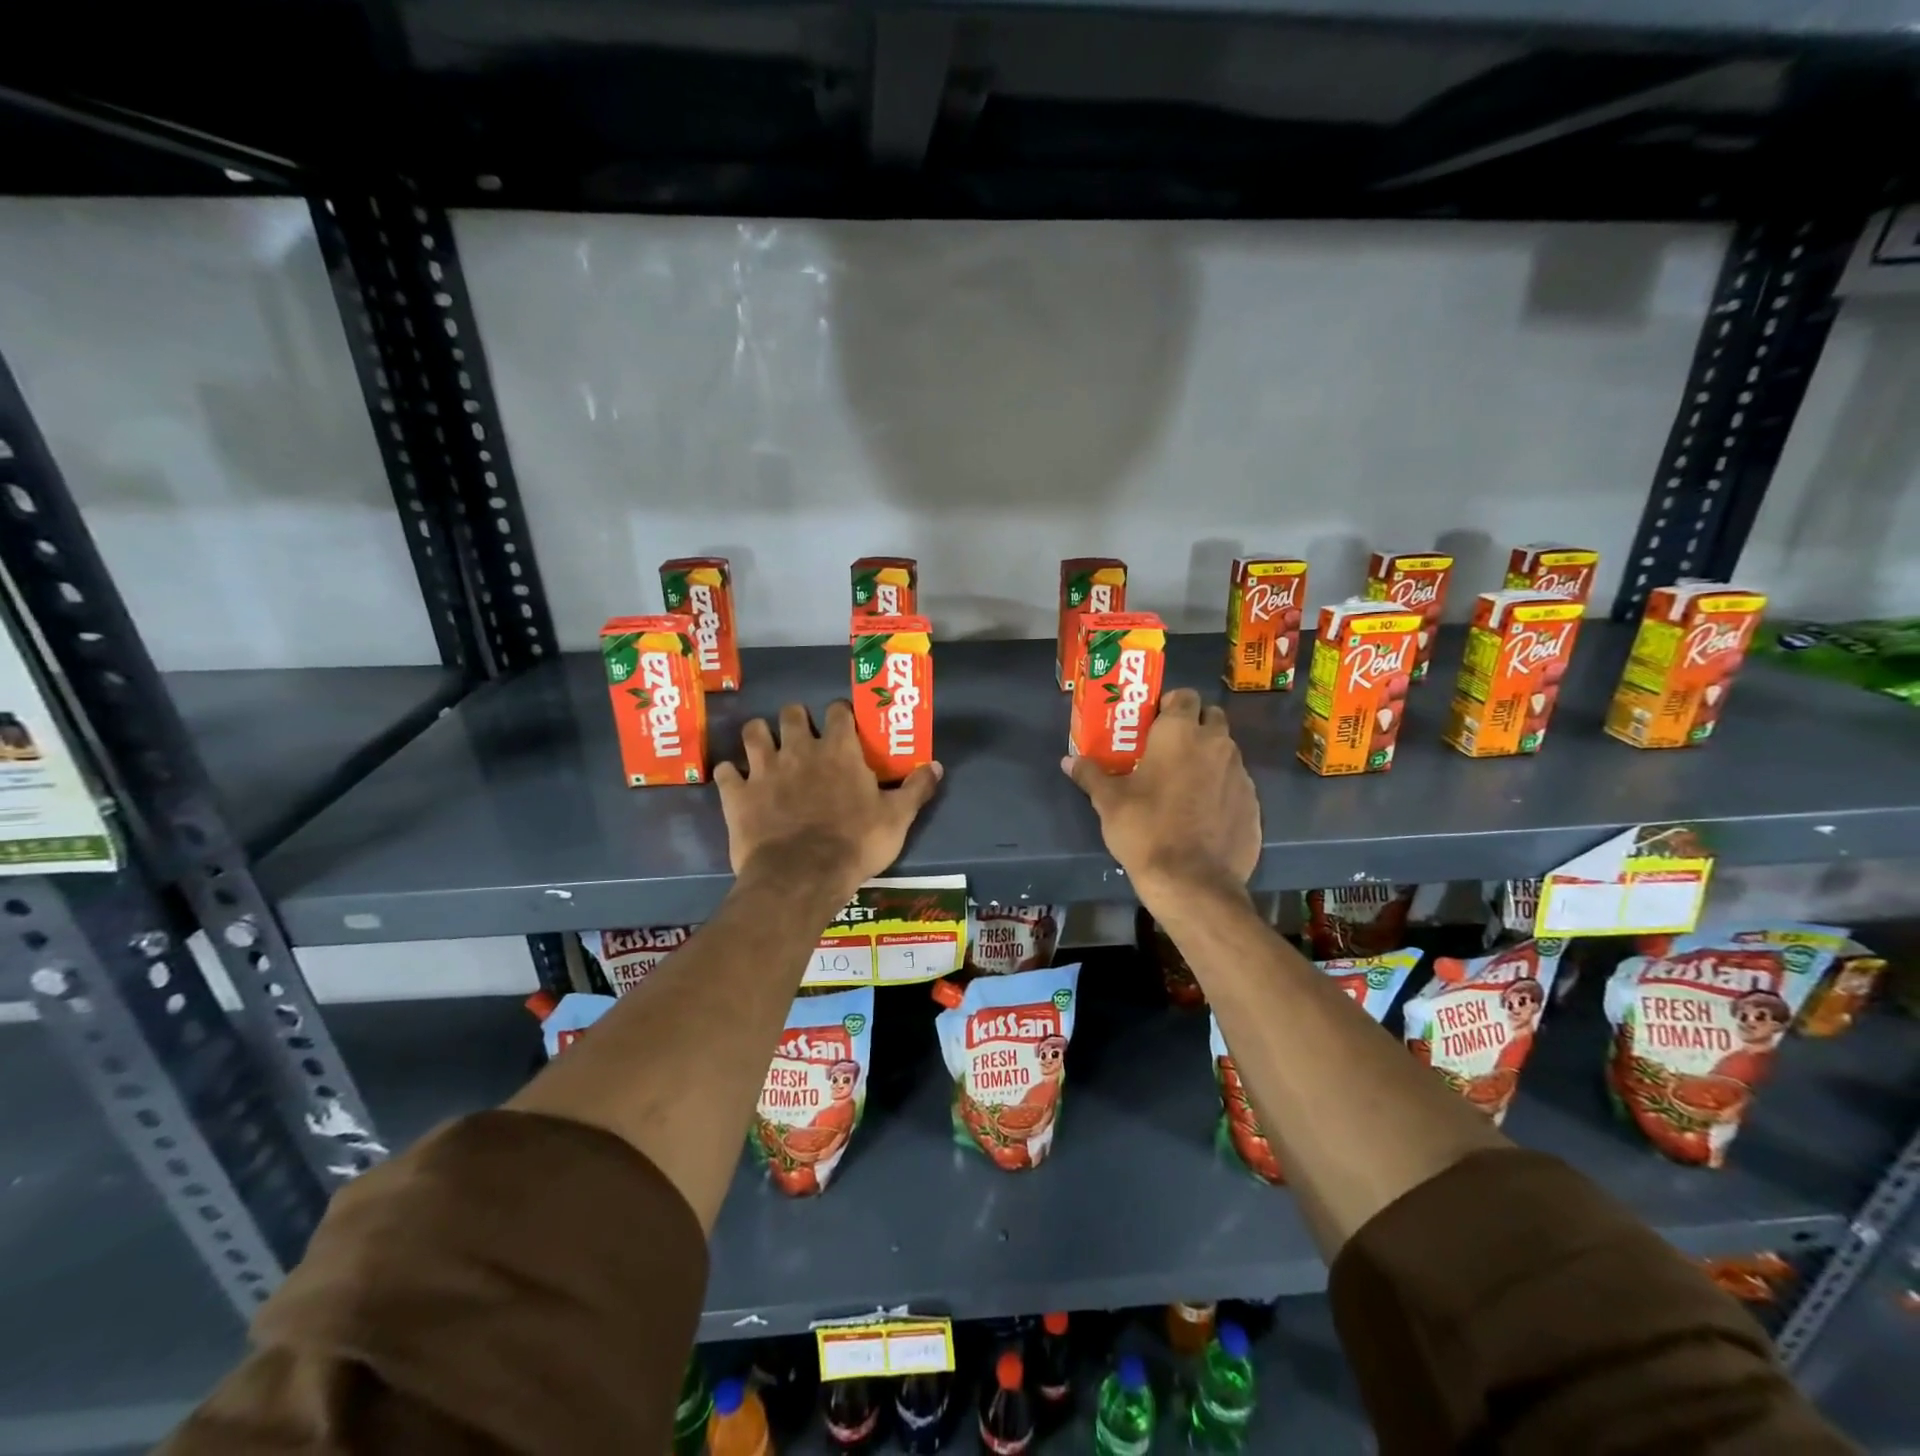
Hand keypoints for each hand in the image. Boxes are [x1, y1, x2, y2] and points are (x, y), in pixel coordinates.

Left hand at [717, 701, 941, 902]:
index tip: (844, 727)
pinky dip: (729, 775)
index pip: (838, 711)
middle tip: (802, 738)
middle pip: (791, 713)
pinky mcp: (737, 794)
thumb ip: (916, 789)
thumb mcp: (897, 818)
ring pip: (753, 732)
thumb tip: (936, 765)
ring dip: (759, 737)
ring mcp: (763, 769)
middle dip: (796, 720)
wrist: (802, 876)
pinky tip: (736, 783)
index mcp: (839, 750)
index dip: (840, 715)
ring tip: (765, 749)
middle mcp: (799, 749)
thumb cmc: (855, 844)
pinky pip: (724, 772)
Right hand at [1062, 689, 1259, 914]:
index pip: (1184, 695)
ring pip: (1226, 751)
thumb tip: (1068, 760)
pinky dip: (1222, 788)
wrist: (1193, 883)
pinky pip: (1236, 783)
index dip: (1170, 705)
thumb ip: (1091, 775)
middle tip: (1169, 749)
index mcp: (1180, 733)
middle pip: (1212, 717)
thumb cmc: (1145, 830)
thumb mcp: (1109, 802)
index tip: (1153, 723)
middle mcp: (1216, 744)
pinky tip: (1203, 813)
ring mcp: (1240, 774)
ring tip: (1185, 783)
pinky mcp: (1254, 803)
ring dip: (1209, 757)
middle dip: (1194, 725)